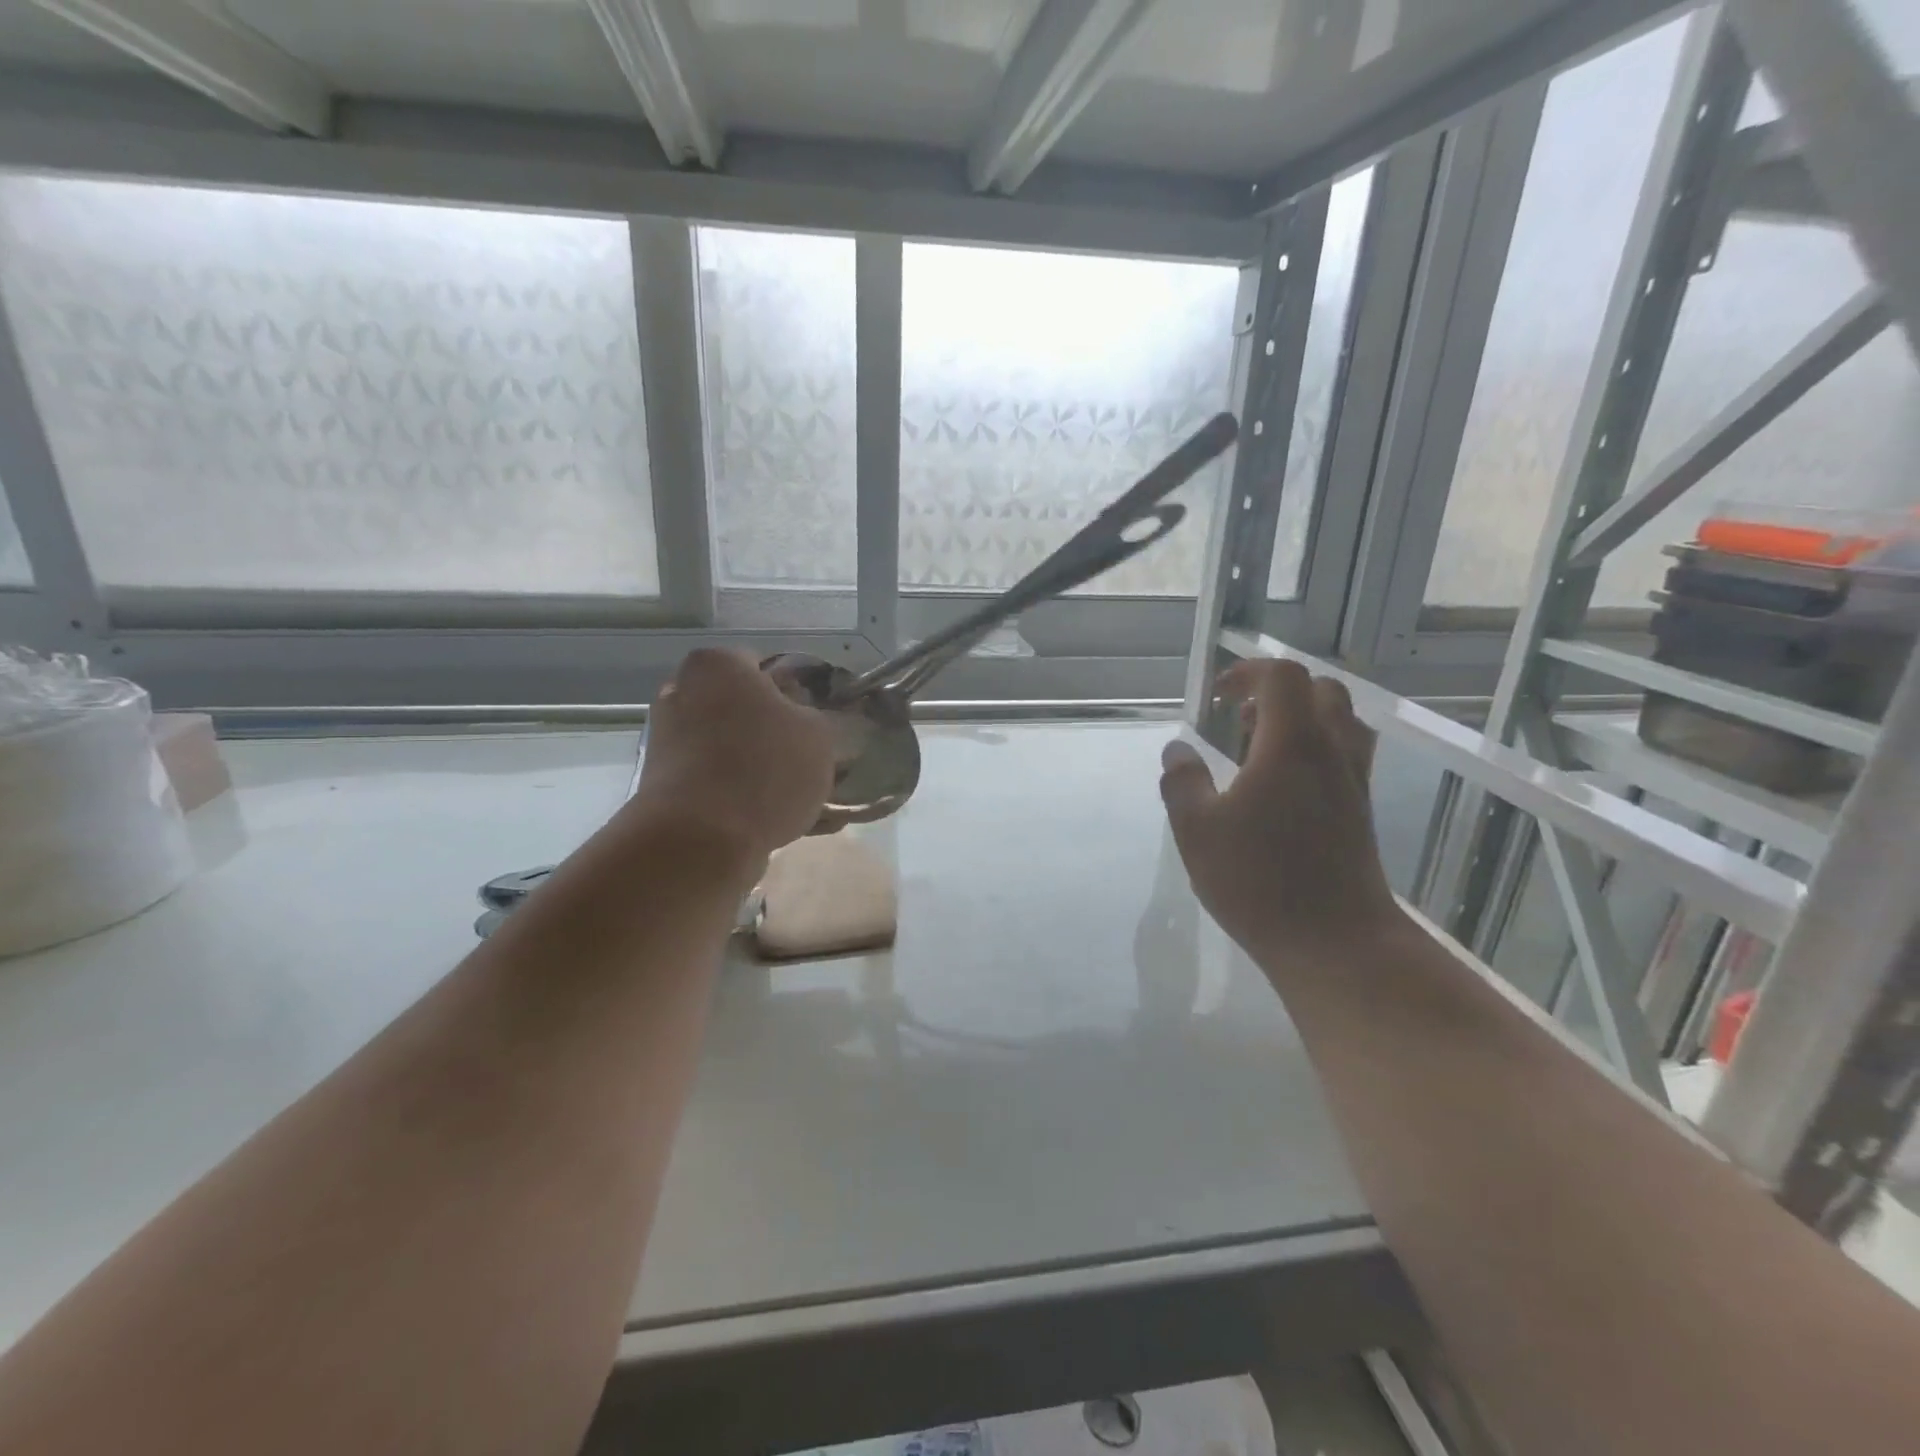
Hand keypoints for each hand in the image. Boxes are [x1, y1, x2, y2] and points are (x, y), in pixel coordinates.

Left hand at [626, 648, 834, 873]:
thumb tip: (801, 721)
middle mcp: (682, 692)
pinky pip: (716, 783)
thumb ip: (815, 717)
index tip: (815, 722)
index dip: (796, 693)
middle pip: (743, 709)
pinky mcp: (664, 785)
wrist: (700, 839)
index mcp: (718, 665)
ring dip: (760, 768)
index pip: (764, 666)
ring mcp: (667, 740)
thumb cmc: (765, 768)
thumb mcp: (818, 735)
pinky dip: (742, 796)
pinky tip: (780, 822)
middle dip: (773, 732)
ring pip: (731, 748)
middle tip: (809, 761)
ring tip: (801, 801)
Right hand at [1159, 659, 1403, 964]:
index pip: (1283, 677)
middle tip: (1240, 719)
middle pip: (1321, 690)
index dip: (1248, 672)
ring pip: (1341, 723)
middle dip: (1278, 691)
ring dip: (1301, 719)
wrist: (1336, 942)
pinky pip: (1345, 756)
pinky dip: (1314, 750)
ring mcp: (1353, 783)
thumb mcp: (1197, 830)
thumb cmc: (1259, 881)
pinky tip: (1282, 789)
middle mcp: (1331, 753)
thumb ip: (1182, 782)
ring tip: (1260, 749)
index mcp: (1292, 745)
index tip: (1217, 695)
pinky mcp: (1361, 812)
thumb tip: (1177, 751)